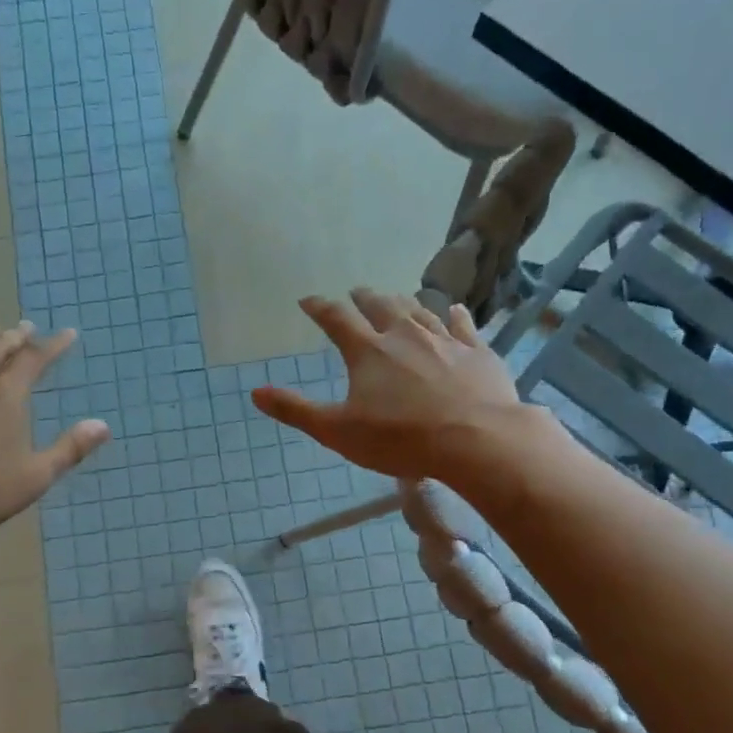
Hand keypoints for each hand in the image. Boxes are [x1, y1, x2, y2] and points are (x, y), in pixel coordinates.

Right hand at [252, 290, 549, 481]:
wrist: (476, 440)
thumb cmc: (400, 438)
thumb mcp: (337, 431)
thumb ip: (296, 410)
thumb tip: (255, 392)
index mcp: (368, 351)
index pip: (336, 319)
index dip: (319, 307)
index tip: (308, 301)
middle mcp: (404, 334)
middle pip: (380, 305)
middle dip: (364, 298)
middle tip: (356, 293)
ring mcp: (444, 340)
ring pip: (420, 311)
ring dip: (404, 302)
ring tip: (397, 298)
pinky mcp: (477, 352)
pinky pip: (463, 325)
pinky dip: (454, 316)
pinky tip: (454, 311)